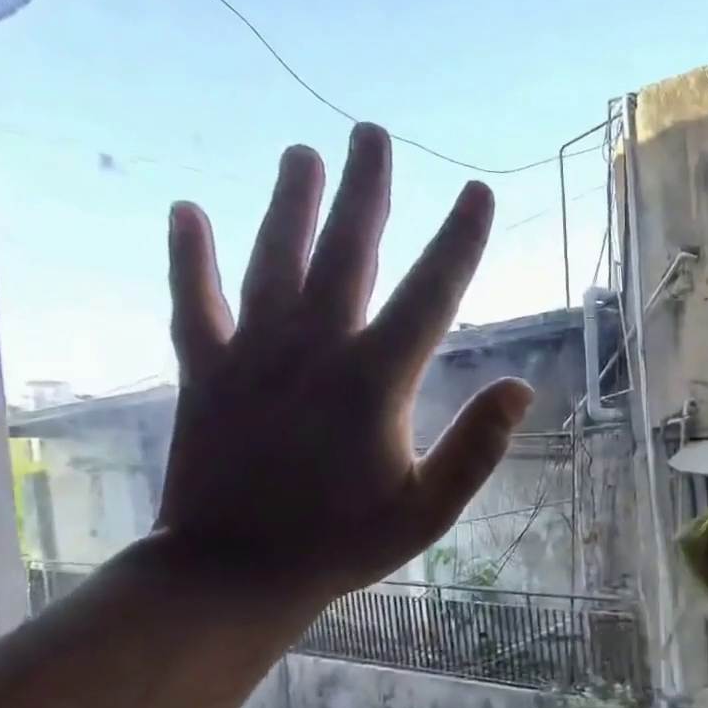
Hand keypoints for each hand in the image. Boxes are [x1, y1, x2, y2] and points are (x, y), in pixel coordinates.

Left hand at [153, 124, 532, 596]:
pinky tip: (186, 211)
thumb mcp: (428, 511)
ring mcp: (252, 356)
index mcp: (375, 382)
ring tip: (302, 153)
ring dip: (289, 204)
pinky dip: (189, 257)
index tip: (477, 192)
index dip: (460, 240)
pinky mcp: (205, 373)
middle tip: (373, 133)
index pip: (431, 295)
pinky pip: (194, 303)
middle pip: (346, 253)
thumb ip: (477, 448)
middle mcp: (314, 351)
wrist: (232, 574)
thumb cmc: (342, 544)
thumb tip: (521, 387)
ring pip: (272, 262)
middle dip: (366, 191)